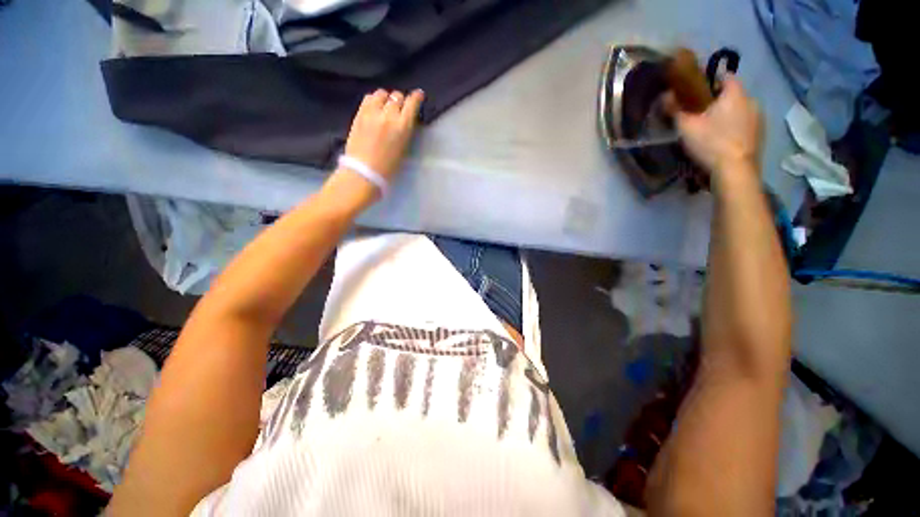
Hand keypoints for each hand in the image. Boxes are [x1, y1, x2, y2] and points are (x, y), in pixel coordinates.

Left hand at [343, 89, 424, 180]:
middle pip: (397, 96)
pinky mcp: (359, 113)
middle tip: (399, 107)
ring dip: (386, 98)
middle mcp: (389, 115)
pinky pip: (368, 98)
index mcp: (403, 126)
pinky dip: (374, 100)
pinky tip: (374, 107)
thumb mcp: (404, 148)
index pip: (412, 103)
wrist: (364, 171)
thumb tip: (405, 119)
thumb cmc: (388, 166)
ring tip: (385, 106)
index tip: (418, 95)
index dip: (416, 97)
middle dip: (400, 100)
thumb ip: (405, 130)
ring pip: (382, 93)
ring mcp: (372, 112)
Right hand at [669, 76, 763, 185]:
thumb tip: (666, 95)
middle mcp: (752, 101)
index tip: (696, 91)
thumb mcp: (686, 126)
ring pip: (740, 110)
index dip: (710, 79)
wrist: (735, 171)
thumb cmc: (711, 143)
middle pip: (732, 94)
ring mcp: (759, 119)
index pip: (725, 75)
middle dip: (717, 100)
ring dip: (727, 115)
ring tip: (710, 129)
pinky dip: (734, 128)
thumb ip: (675, 109)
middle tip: (699, 113)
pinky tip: (722, 140)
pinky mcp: (760, 136)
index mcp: (736, 93)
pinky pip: (745, 124)